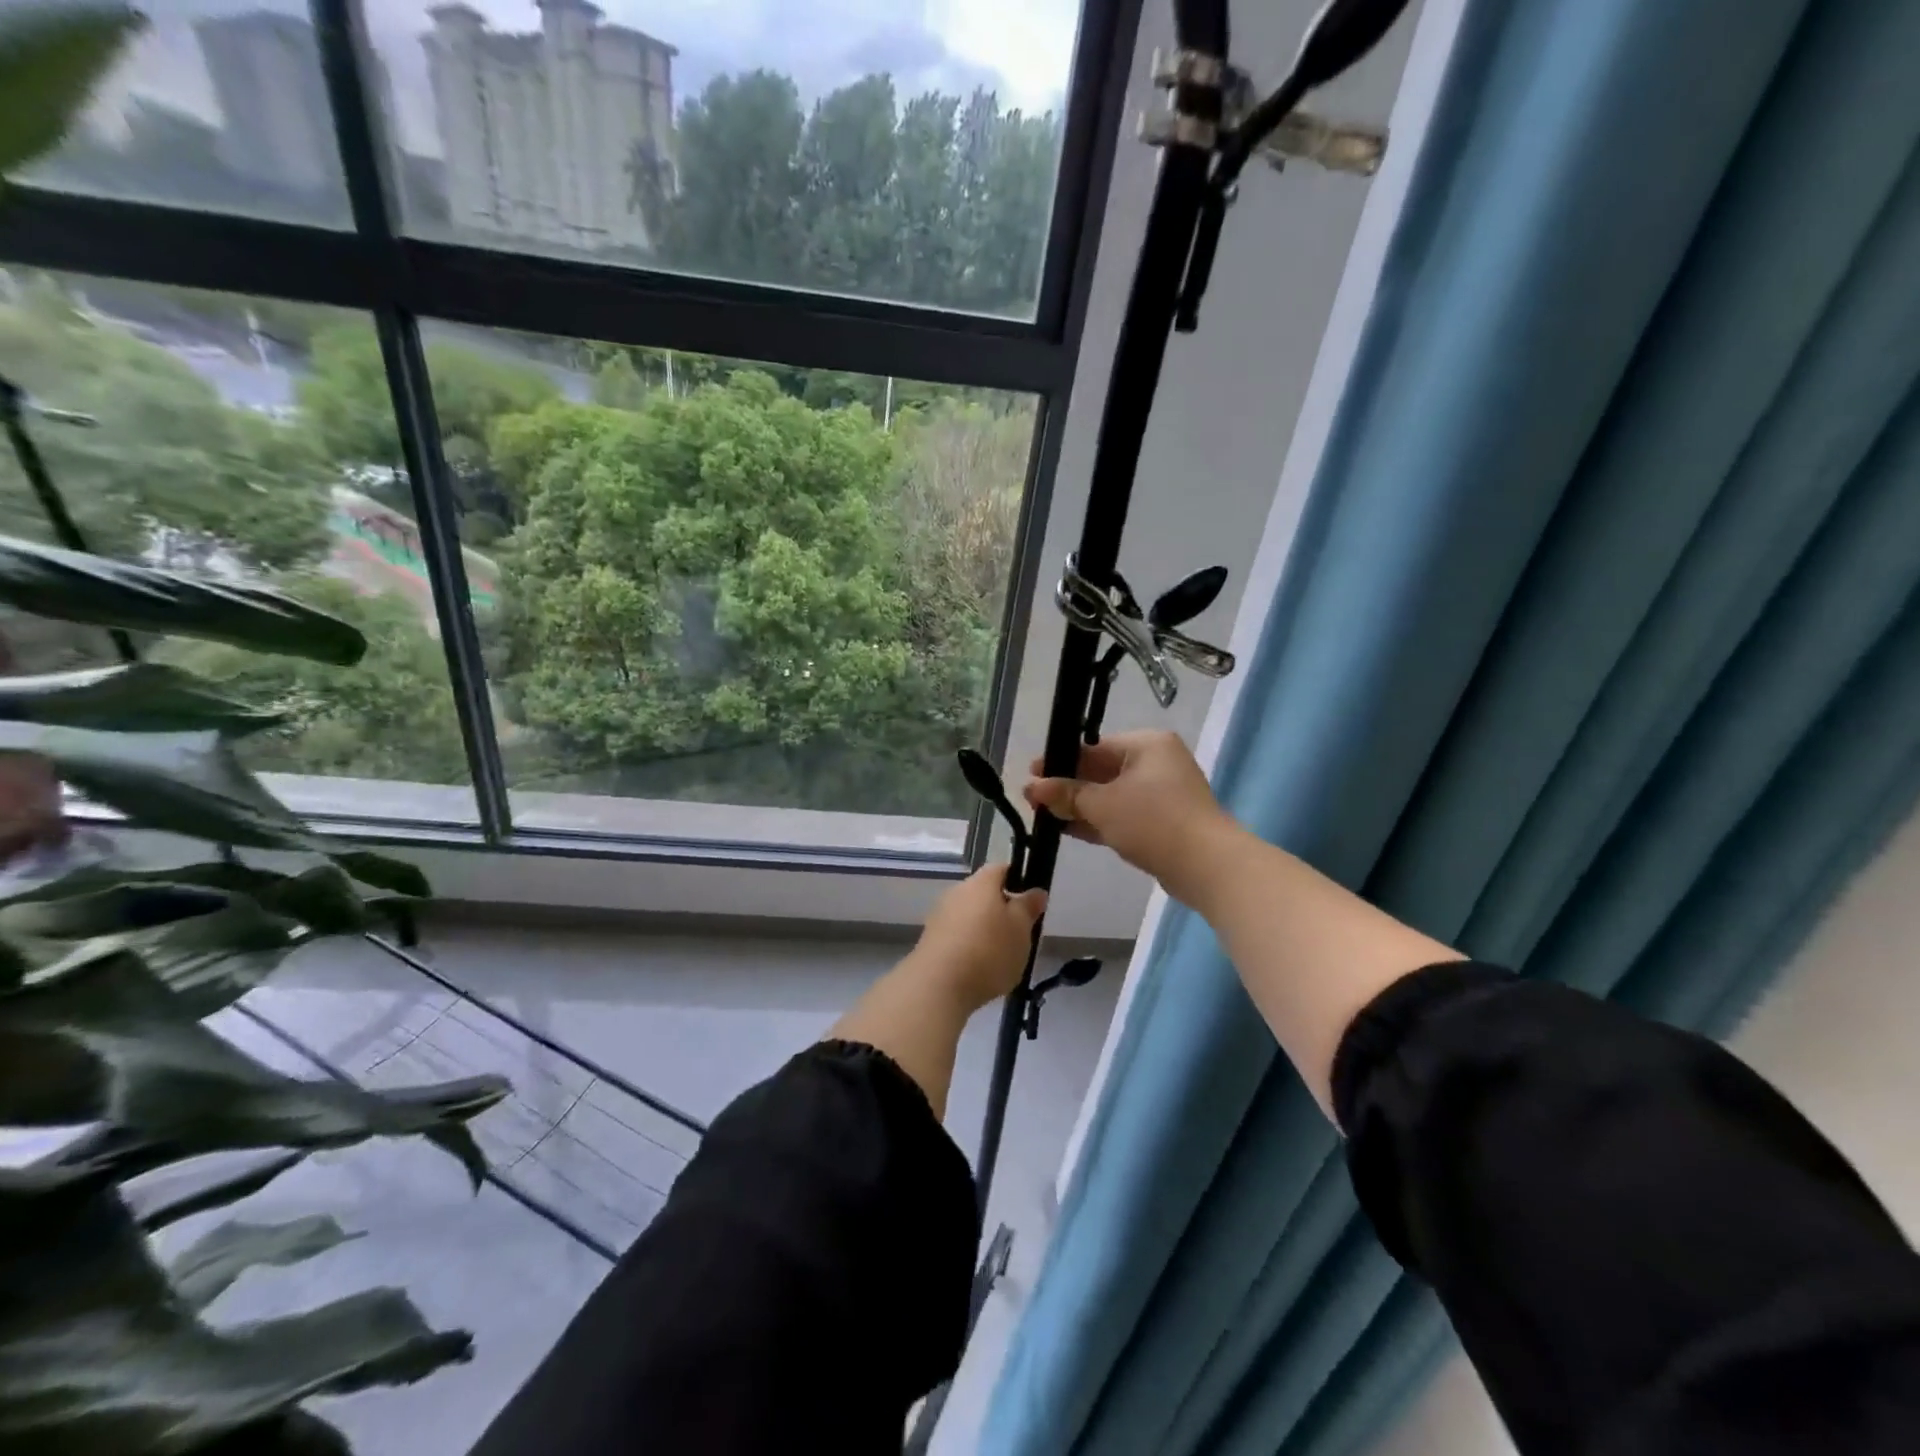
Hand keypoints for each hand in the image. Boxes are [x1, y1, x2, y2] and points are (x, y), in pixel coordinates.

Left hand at [909, 863, 1047, 1010]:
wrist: (937, 986)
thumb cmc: (988, 951)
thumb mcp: (1021, 929)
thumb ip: (1028, 908)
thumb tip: (1036, 891)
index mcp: (981, 883)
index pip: (1001, 869)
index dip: (1018, 880)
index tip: (1030, 901)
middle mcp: (956, 892)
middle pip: (984, 893)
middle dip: (1001, 909)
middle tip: (1019, 933)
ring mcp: (939, 915)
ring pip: (969, 915)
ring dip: (984, 929)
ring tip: (1000, 956)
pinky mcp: (929, 940)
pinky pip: (956, 935)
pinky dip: (968, 946)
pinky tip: (977, 968)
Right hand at [1023, 730, 1229, 893]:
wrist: (1206, 865)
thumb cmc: (1152, 821)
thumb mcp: (1102, 804)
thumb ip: (1067, 794)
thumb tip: (1033, 786)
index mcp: (1147, 745)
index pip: (1094, 747)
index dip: (1060, 762)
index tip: (1032, 774)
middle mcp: (1156, 763)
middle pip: (1101, 771)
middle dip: (1067, 786)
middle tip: (1032, 799)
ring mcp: (1161, 795)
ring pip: (1110, 796)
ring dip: (1079, 806)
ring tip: (1043, 815)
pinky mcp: (1161, 823)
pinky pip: (1121, 815)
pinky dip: (1097, 821)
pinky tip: (1067, 830)